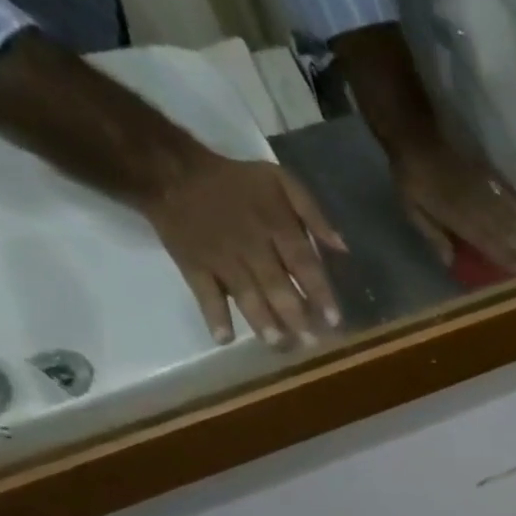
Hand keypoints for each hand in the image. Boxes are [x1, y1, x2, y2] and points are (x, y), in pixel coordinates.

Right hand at [137, 151, 346, 348]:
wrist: (171, 171)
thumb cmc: (237, 182)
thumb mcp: (280, 181)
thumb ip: (313, 213)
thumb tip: (344, 248)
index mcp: (275, 224)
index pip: (303, 263)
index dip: (319, 293)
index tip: (334, 320)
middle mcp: (250, 245)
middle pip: (276, 285)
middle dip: (295, 316)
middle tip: (311, 343)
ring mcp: (221, 258)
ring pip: (245, 294)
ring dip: (262, 322)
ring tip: (278, 344)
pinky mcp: (193, 265)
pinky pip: (203, 293)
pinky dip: (213, 315)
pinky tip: (224, 338)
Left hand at [392, 140, 515, 275]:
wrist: (416, 136)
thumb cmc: (411, 179)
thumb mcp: (412, 210)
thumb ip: (433, 236)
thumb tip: (450, 261)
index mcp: (459, 218)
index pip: (488, 243)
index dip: (507, 259)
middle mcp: (478, 207)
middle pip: (509, 233)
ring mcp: (487, 191)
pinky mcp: (491, 179)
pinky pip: (514, 198)